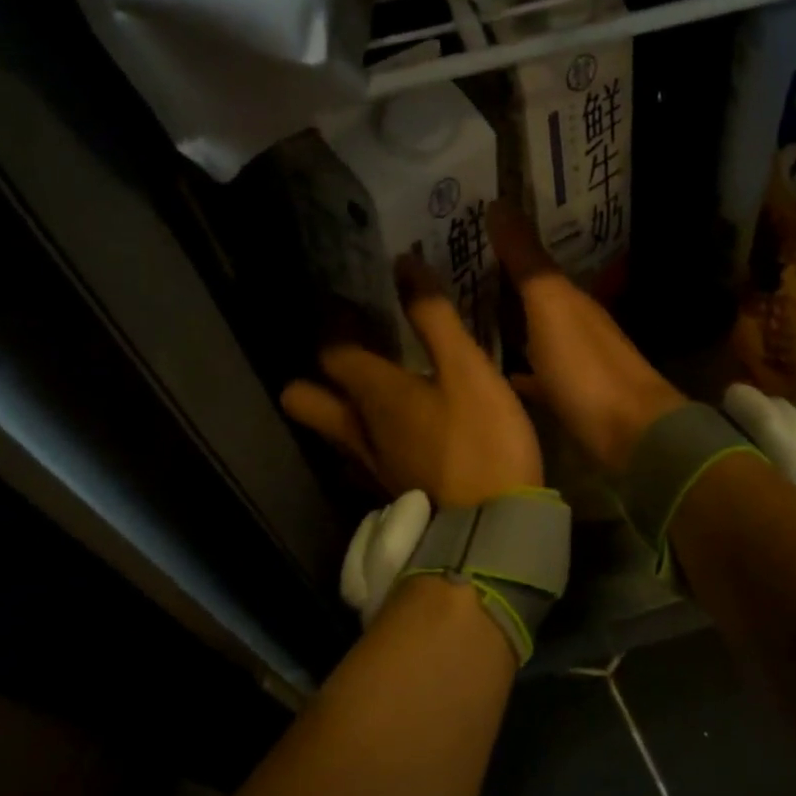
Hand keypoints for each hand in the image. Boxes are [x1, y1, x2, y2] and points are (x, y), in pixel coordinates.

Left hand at [281, 258, 542, 507]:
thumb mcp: (468, 369)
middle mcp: (356, 429)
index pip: (331, 349)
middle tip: (352, 353)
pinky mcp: (388, 490)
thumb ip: (434, 317)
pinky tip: (401, 433)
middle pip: (303, 398)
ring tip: (375, 388)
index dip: (334, 322)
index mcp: (373, 393)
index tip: (348, 302)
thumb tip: (403, 264)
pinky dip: (368, 437)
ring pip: (330, 430)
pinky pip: (359, 456)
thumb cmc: (482, 440)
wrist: (492, 531)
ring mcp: (368, 465)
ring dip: (339, 406)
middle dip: (314, 374)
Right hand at [489, 203, 685, 472]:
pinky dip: (517, 370)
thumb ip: (526, 261)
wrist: (630, 436)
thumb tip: (499, 202)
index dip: (502, 244)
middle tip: (450, 274)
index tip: (465, 231)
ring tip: (462, 318)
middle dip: (499, 284)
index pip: (532, 260)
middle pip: (532, 296)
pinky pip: (536, 375)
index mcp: (570, 297)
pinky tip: (494, 374)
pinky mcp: (570, 398)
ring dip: (507, 324)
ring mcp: (574, 362)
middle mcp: (574, 324)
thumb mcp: (551, 306)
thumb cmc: (586, 367)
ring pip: (533, 334)